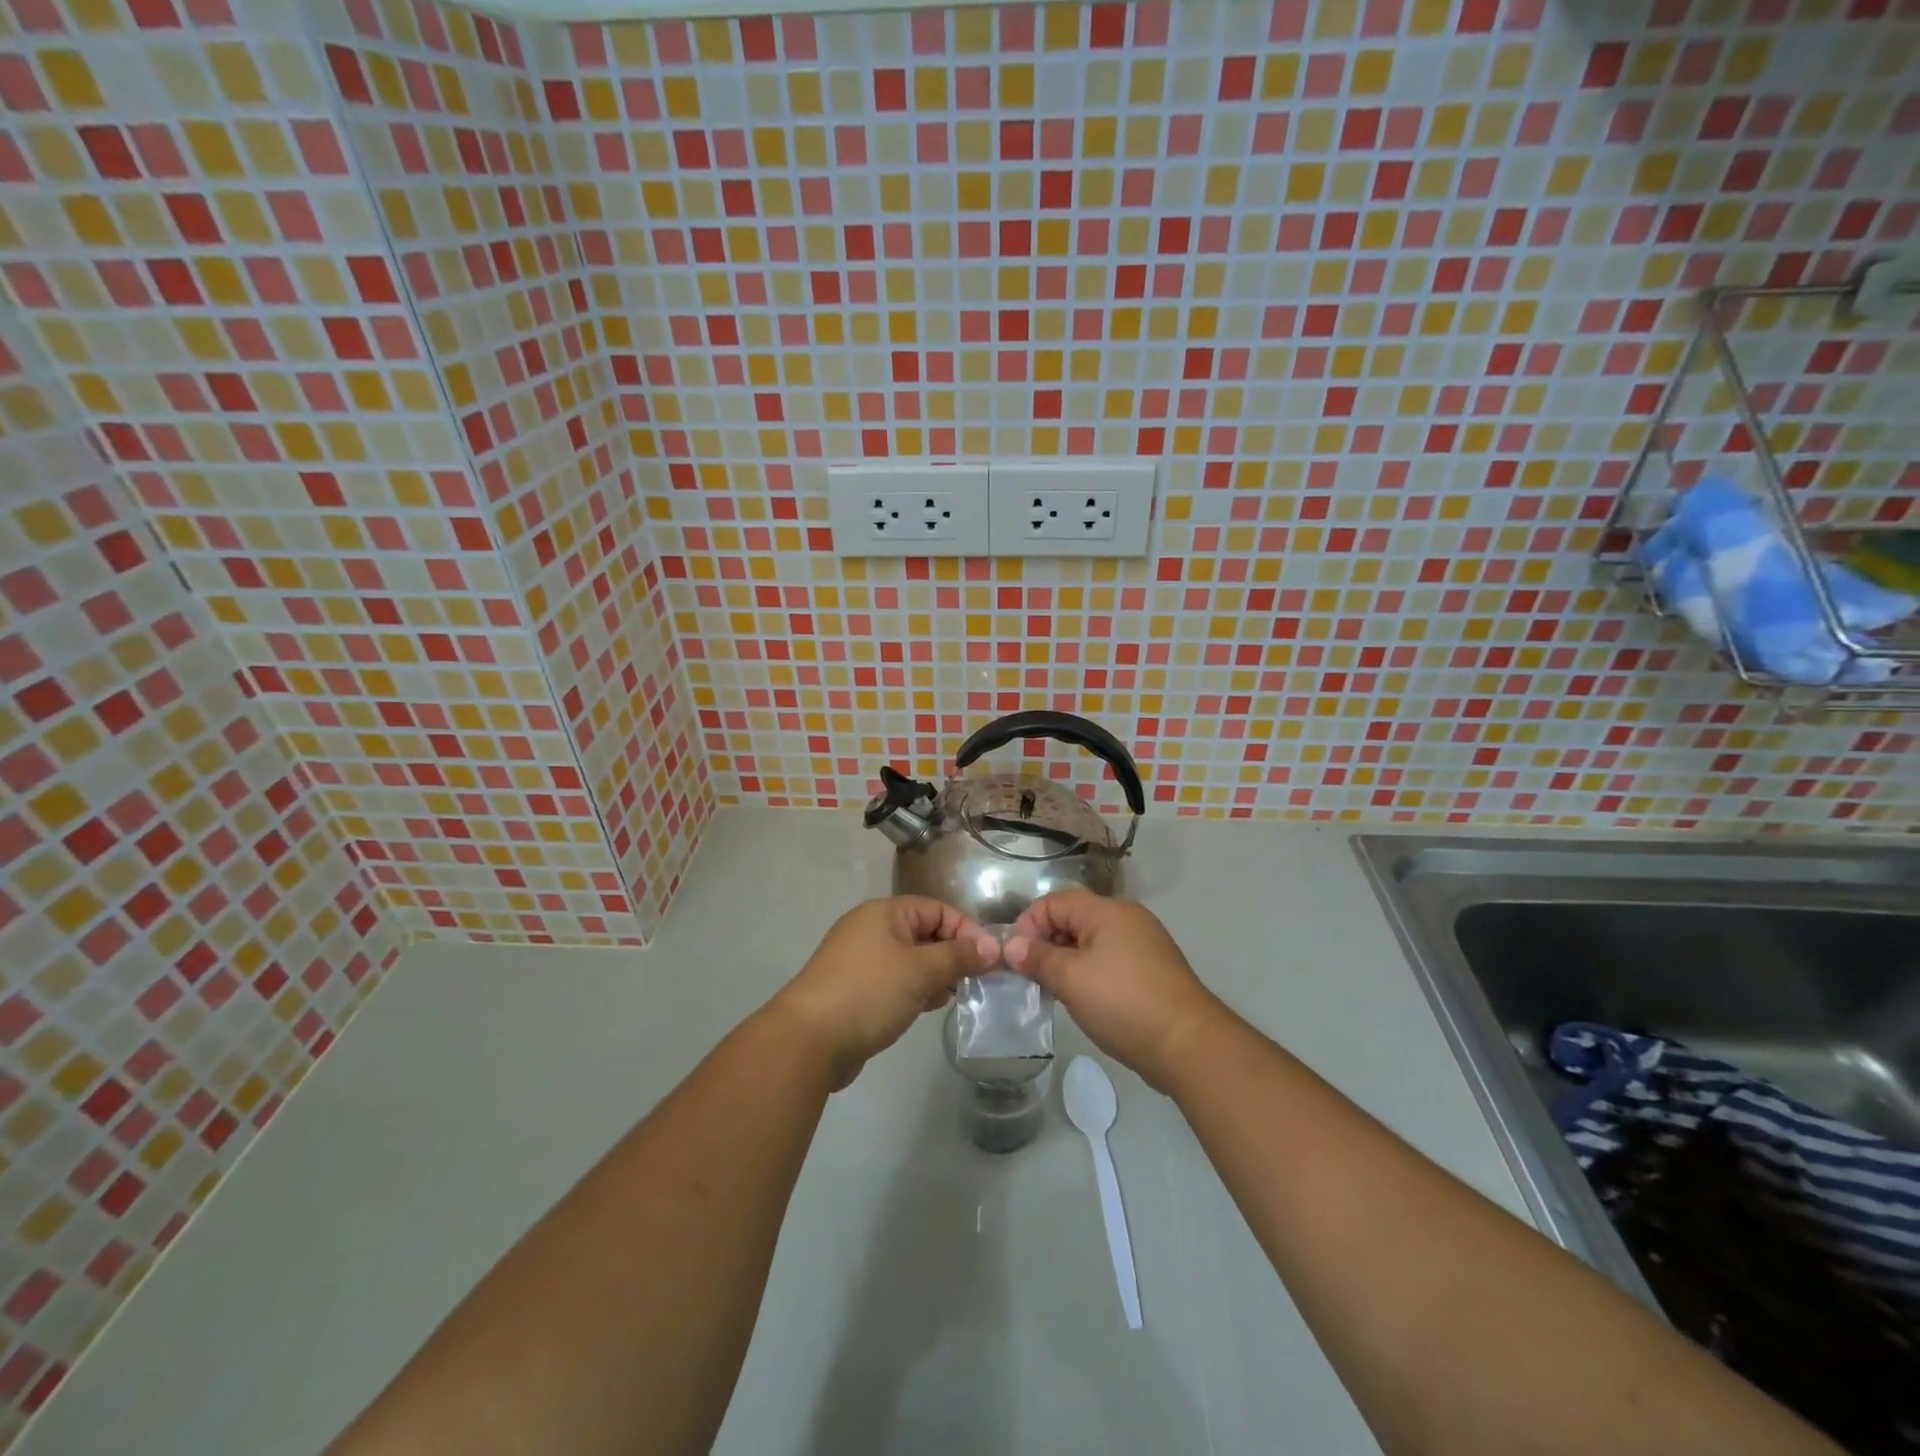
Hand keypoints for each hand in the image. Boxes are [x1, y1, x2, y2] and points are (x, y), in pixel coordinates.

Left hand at [772, 897, 998, 1089]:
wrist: (808, 1041)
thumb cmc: (868, 992)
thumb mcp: (920, 970)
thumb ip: (958, 956)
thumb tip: (993, 946)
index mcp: (884, 913)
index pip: (937, 909)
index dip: (966, 930)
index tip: (989, 959)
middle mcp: (873, 930)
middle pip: (925, 933)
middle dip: (954, 955)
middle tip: (979, 981)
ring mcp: (863, 961)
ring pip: (913, 960)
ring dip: (937, 975)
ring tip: (958, 996)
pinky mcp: (858, 991)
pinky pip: (897, 982)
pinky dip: (917, 991)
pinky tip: (931, 1007)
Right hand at [1004, 891, 1228, 1091]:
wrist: (1188, 1044)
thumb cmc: (1123, 1002)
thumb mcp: (1071, 979)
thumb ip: (1038, 958)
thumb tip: (1011, 945)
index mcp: (1108, 911)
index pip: (1055, 901)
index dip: (1029, 923)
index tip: (1014, 956)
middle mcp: (1128, 919)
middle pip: (1074, 919)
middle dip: (1046, 942)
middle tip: (1029, 975)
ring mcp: (1144, 945)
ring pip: (1091, 942)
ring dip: (1066, 960)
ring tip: (1051, 989)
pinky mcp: (1152, 971)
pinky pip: (1109, 961)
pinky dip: (1089, 973)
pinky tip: (1082, 999)